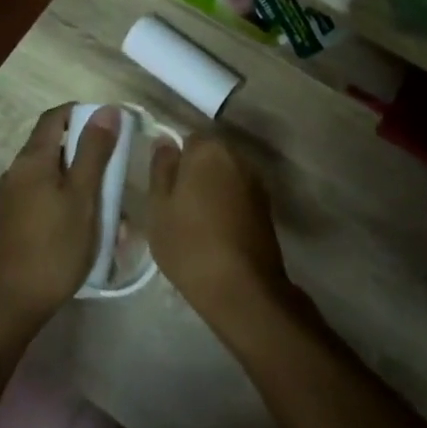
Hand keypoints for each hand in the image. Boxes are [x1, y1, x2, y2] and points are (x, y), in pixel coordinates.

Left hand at [0, 105, 120, 326]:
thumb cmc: (52, 247)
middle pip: (55, 148)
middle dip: (88, 157)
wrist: (7, 305)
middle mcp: (16, 172)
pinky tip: (87, 233)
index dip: (83, 114)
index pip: (55, 117)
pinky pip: (45, 201)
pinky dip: (68, 206)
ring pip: (52, 178)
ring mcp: (11, 199)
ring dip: (82, 187)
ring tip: (109, 214)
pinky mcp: (12, 223)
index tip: (112, 127)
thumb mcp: (83, 197)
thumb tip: (106, 109)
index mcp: (32, 159)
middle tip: (117, 177)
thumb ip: (94, 152)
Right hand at [142, 133, 288, 325]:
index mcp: (209, 150)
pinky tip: (216, 230)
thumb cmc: (189, 244)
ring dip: (213, 189)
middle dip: (196, 172)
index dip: (175, 161)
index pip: (188, 139)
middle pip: (210, 155)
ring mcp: (256, 182)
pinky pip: (239, 195)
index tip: (165, 186)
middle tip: (177, 204)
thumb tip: (166, 142)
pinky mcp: (267, 207)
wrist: (241, 288)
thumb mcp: (159, 207)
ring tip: (195, 220)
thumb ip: (161, 168)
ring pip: (226, 176)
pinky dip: (228, 205)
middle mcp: (237, 157)